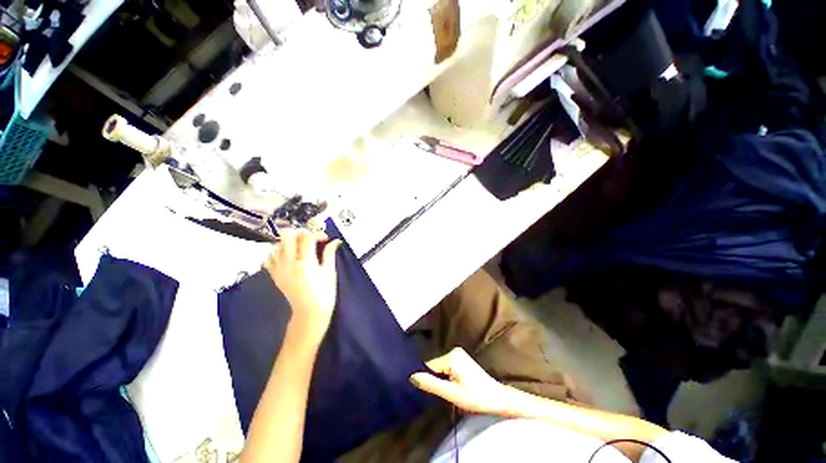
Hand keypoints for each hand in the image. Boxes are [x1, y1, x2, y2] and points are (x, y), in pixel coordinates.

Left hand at [264, 230, 341, 343]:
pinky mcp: (274, 276)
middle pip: (287, 236)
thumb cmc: (324, 293)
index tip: (325, 239)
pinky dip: (276, 253)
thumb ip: (330, 253)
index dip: (317, 234)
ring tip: (300, 248)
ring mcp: (279, 269)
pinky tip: (287, 257)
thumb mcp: (330, 272)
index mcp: (305, 262)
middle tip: (309, 240)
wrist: (309, 313)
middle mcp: (289, 263)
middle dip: (300, 233)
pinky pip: (269, 258)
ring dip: (289, 243)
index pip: (307, 237)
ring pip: (277, 245)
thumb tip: (335, 241)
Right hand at [410, 347, 512, 414]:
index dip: (427, 379)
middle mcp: (454, 351)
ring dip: (441, 379)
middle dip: (435, 379)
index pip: (430, 366)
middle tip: (441, 393)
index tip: (426, 391)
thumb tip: (412, 376)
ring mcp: (458, 354)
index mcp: (451, 356)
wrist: (497, 398)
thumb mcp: (451, 393)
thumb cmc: (475, 397)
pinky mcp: (462, 359)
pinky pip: (447, 367)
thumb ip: (431, 384)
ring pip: (441, 367)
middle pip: (435, 366)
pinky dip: (446, 376)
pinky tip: (452, 386)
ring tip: (447, 391)